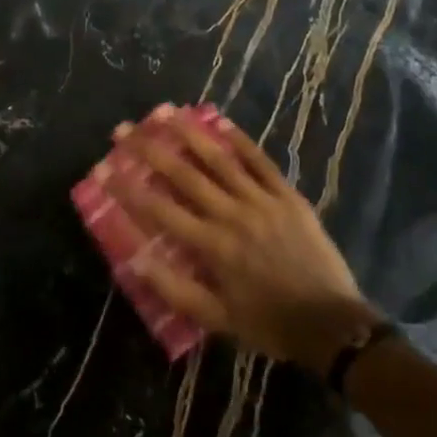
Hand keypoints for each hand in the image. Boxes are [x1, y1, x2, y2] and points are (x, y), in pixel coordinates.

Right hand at [106, 110, 381, 372]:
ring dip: (190, 133)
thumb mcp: (218, 319)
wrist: (333, 324)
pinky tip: (221, 122)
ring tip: (165, 111)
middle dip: (150, 149)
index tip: (103, 169)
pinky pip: (261, 162)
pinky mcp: (288, 196)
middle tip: (124, 129)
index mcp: (213, 246)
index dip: (129, 188)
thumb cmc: (269, 323)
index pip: (160, 210)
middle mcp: (233, 215)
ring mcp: (263, 201)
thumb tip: (135, 260)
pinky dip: (240, 140)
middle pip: (185, 174)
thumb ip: (175, 289)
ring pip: (220, 159)